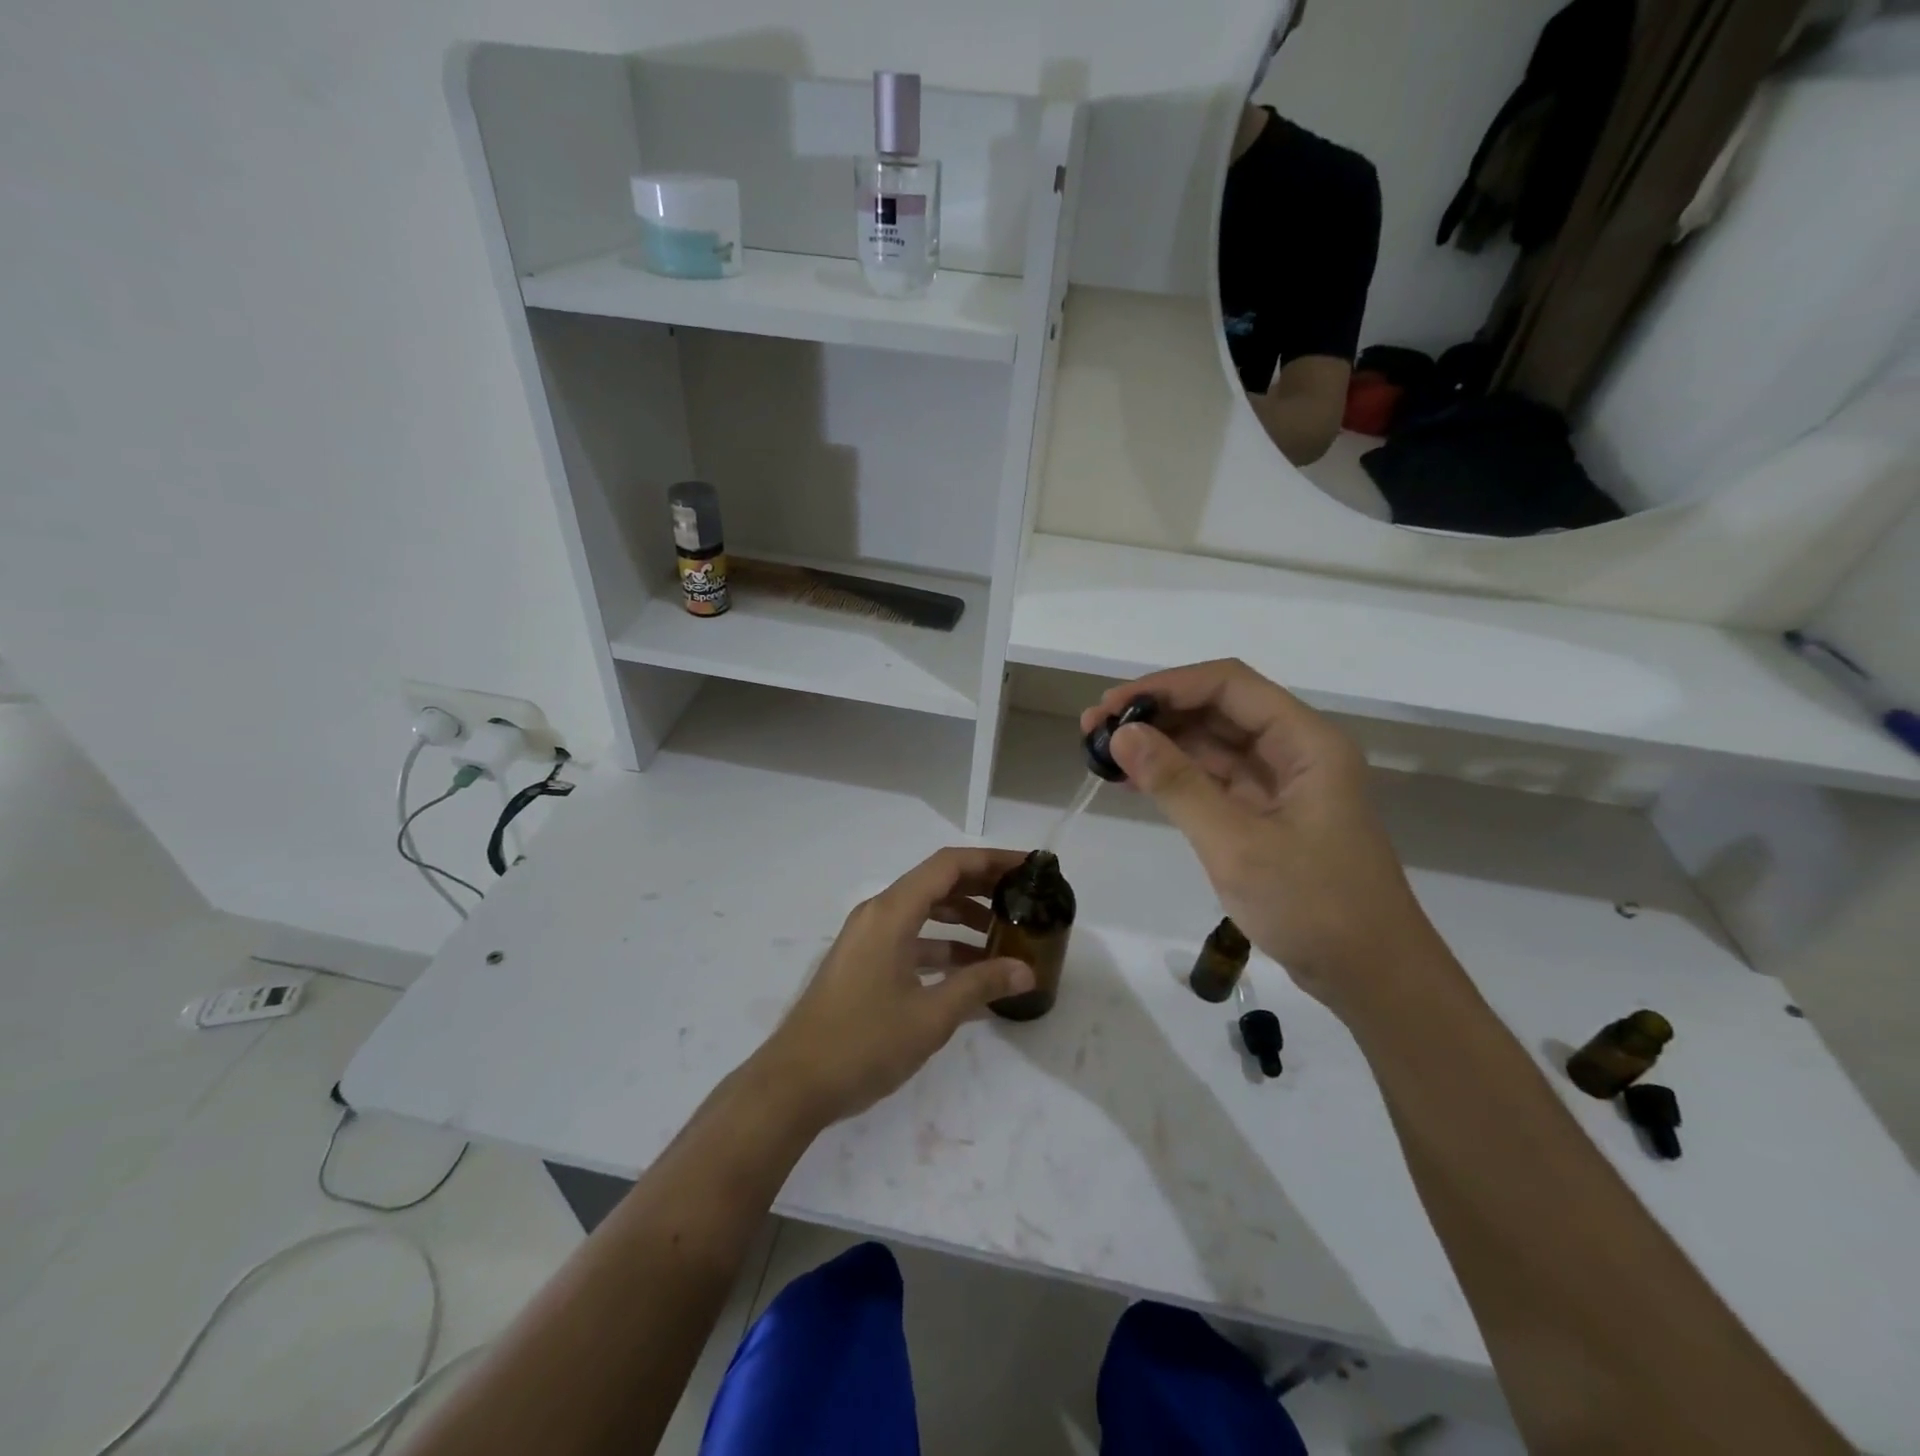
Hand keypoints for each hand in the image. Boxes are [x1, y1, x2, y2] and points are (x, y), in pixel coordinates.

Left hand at [753, 847, 1034, 1126]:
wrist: (794, 1084)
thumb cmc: (863, 1043)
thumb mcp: (931, 1016)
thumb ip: (980, 986)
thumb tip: (1026, 970)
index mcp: (891, 913)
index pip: (948, 865)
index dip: (990, 860)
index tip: (1027, 867)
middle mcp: (877, 915)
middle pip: (936, 883)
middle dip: (980, 887)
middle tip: (1022, 898)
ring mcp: (867, 939)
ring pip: (923, 912)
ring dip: (961, 919)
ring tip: (1002, 936)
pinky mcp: (863, 963)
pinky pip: (909, 939)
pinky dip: (940, 946)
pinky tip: (969, 973)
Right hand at [1082, 660, 1440, 1016]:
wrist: (1372, 977)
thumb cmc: (1314, 906)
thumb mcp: (1237, 844)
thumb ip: (1178, 784)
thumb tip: (1122, 735)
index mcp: (1305, 742)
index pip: (1228, 685)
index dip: (1166, 686)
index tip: (1112, 706)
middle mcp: (1295, 751)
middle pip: (1217, 709)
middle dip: (1156, 713)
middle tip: (1093, 730)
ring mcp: (1281, 784)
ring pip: (1212, 744)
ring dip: (1160, 743)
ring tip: (1102, 752)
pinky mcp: (1267, 814)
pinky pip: (1213, 779)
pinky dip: (1174, 777)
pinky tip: (1133, 780)